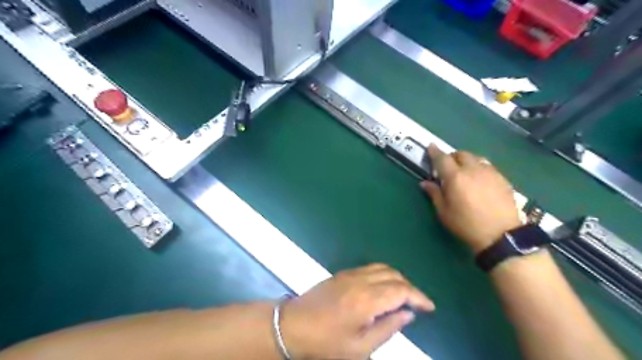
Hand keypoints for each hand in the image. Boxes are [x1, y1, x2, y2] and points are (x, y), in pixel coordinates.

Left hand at [281, 263, 432, 357]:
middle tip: (417, 304)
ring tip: (403, 295)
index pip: (401, 291)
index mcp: (367, 299)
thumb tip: (407, 314)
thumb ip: (387, 329)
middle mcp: (360, 280)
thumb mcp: (360, 347)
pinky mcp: (342, 273)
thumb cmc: (326, 343)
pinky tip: (383, 288)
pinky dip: (383, 274)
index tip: (430, 307)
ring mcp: (350, 274)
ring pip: (382, 268)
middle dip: (410, 287)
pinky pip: (369, 268)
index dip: (419, 297)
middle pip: (394, 275)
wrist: (293, 326)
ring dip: (397, 278)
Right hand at [422, 145, 520, 254]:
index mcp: (455, 177)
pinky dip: (479, 168)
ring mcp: (490, 172)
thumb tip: (425, 183)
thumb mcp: (444, 212)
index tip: (430, 146)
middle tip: (447, 167)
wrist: (501, 235)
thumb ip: (434, 194)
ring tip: (464, 172)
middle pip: (461, 154)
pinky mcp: (502, 178)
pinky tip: (479, 180)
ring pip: (476, 158)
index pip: (442, 159)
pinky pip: (487, 166)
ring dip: (466, 161)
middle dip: (452, 157)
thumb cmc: (466, 224)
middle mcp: (473, 170)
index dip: (435, 152)